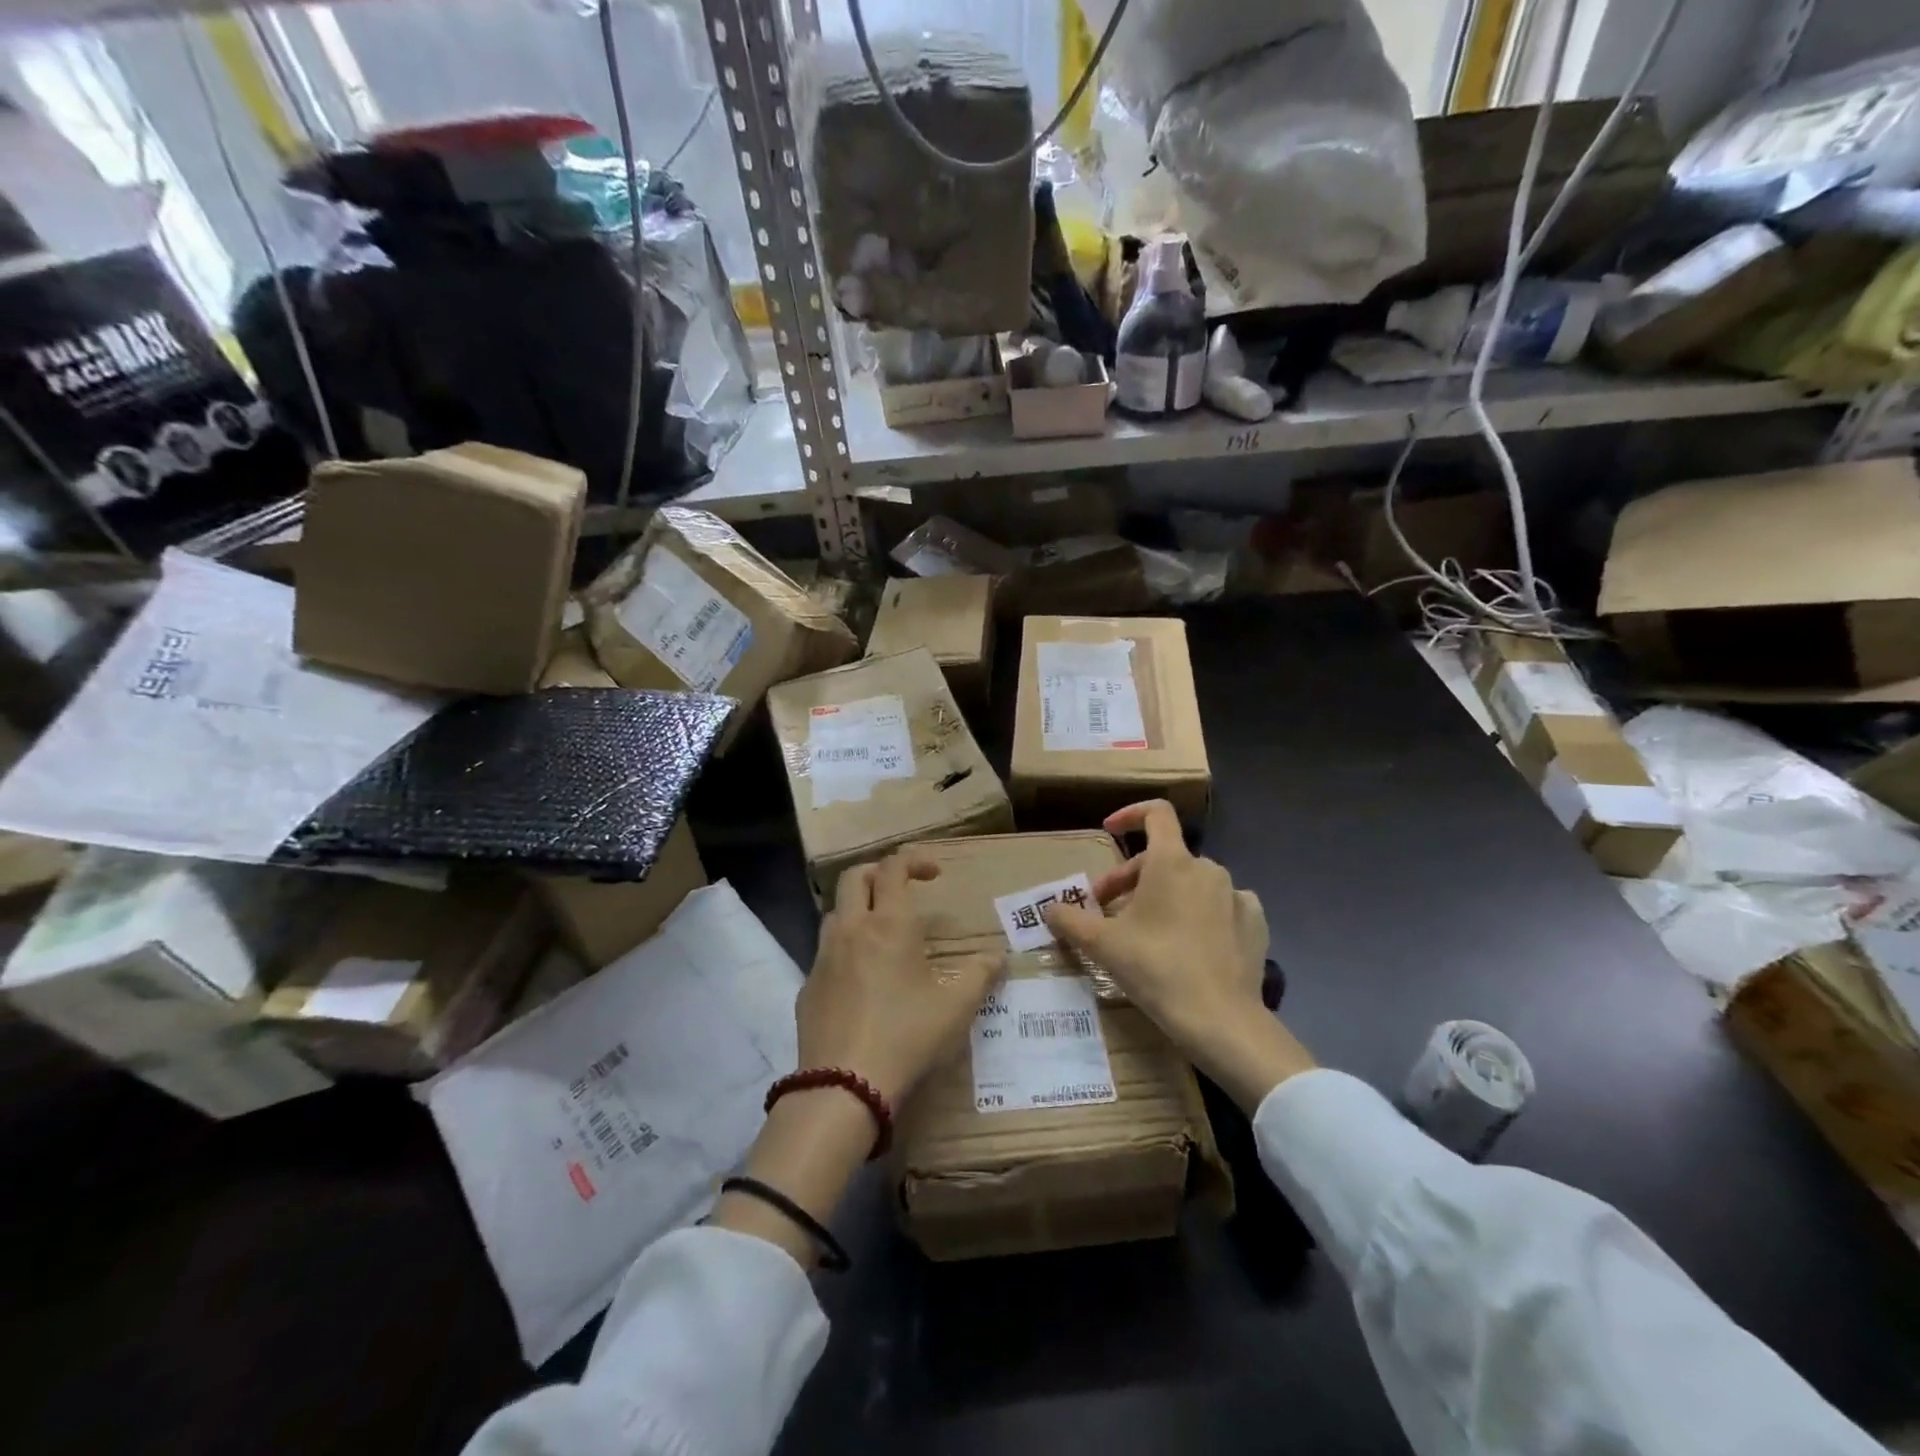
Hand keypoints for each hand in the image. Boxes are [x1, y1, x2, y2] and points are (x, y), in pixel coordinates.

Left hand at [796, 850, 1003, 1106]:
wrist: (844, 1085)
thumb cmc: (907, 1036)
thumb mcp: (956, 1008)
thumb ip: (981, 976)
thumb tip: (999, 957)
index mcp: (889, 925)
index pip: (894, 868)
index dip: (914, 860)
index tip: (934, 873)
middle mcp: (852, 930)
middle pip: (854, 877)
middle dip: (879, 873)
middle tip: (902, 891)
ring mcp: (823, 958)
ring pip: (835, 912)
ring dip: (858, 910)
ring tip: (881, 935)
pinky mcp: (807, 987)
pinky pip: (825, 953)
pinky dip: (844, 950)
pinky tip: (861, 981)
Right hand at [1044, 800, 1315, 1110]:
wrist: (1222, 1021)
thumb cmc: (1156, 969)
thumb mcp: (1102, 945)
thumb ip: (1070, 920)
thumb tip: (1049, 909)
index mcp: (1172, 862)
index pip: (1156, 813)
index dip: (1129, 814)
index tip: (1109, 831)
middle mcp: (1208, 869)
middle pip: (1164, 858)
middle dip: (1131, 878)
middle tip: (1109, 912)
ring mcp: (1237, 895)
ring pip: (1191, 884)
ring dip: (1165, 897)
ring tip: (1147, 931)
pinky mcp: (1255, 923)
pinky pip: (1221, 906)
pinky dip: (1202, 914)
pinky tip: (1191, 943)